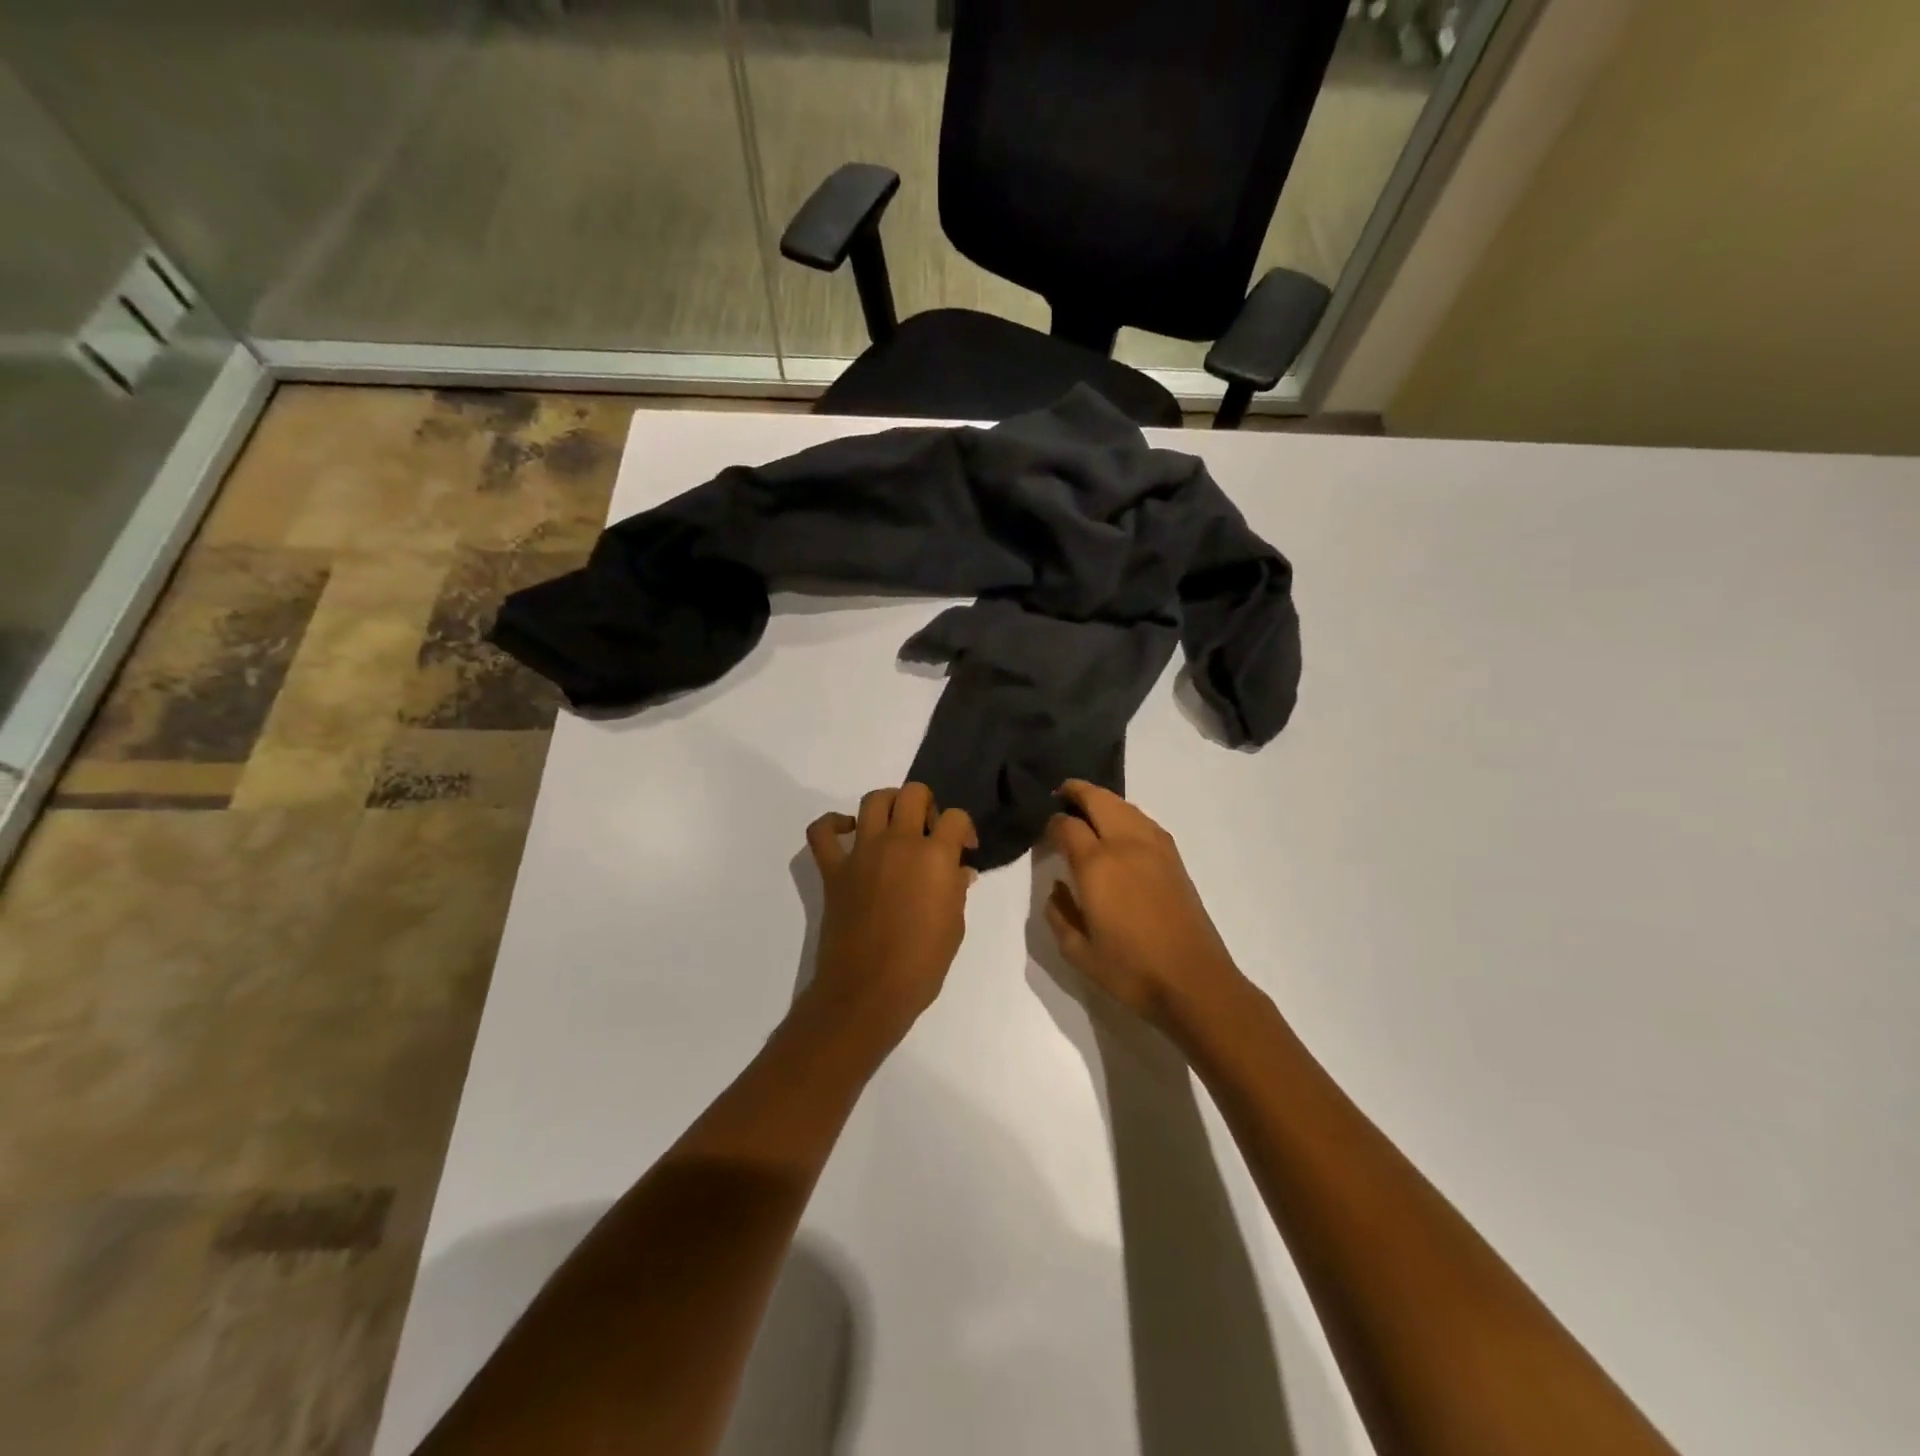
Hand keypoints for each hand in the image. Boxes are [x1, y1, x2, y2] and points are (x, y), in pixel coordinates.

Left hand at [805, 784, 977, 1040]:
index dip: (964, 829)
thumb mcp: (954, 926)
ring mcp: (862, 852)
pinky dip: (833, 824)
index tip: (964, 850)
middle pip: (914, 793)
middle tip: (928, 833)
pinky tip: (849, 833)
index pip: (956, 818)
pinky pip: (822, 831)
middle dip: (927, 806)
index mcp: (935, 857)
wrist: (868, 991)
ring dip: (889, 804)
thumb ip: (956, 889)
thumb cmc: (921, 964)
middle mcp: (899, 843)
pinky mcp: (834, 869)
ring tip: (895, 826)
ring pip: (873, 800)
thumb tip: (958, 871)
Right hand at [1044, 780, 1247, 1031]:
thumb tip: (1057, 889)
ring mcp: (1155, 848)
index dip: (1052, 823)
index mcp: (1097, 864)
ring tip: (1088, 809)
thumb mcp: (1078, 952)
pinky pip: (1144, 820)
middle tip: (1061, 795)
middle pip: (1098, 799)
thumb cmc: (1131, 970)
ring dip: (1103, 800)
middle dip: (1076, 792)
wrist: (1194, 982)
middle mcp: (1125, 844)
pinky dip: (1126, 814)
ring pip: (1124, 806)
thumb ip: (1059, 915)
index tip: (1045, 831)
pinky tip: (1120, 829)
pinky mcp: (1174, 858)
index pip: (1067, 825)